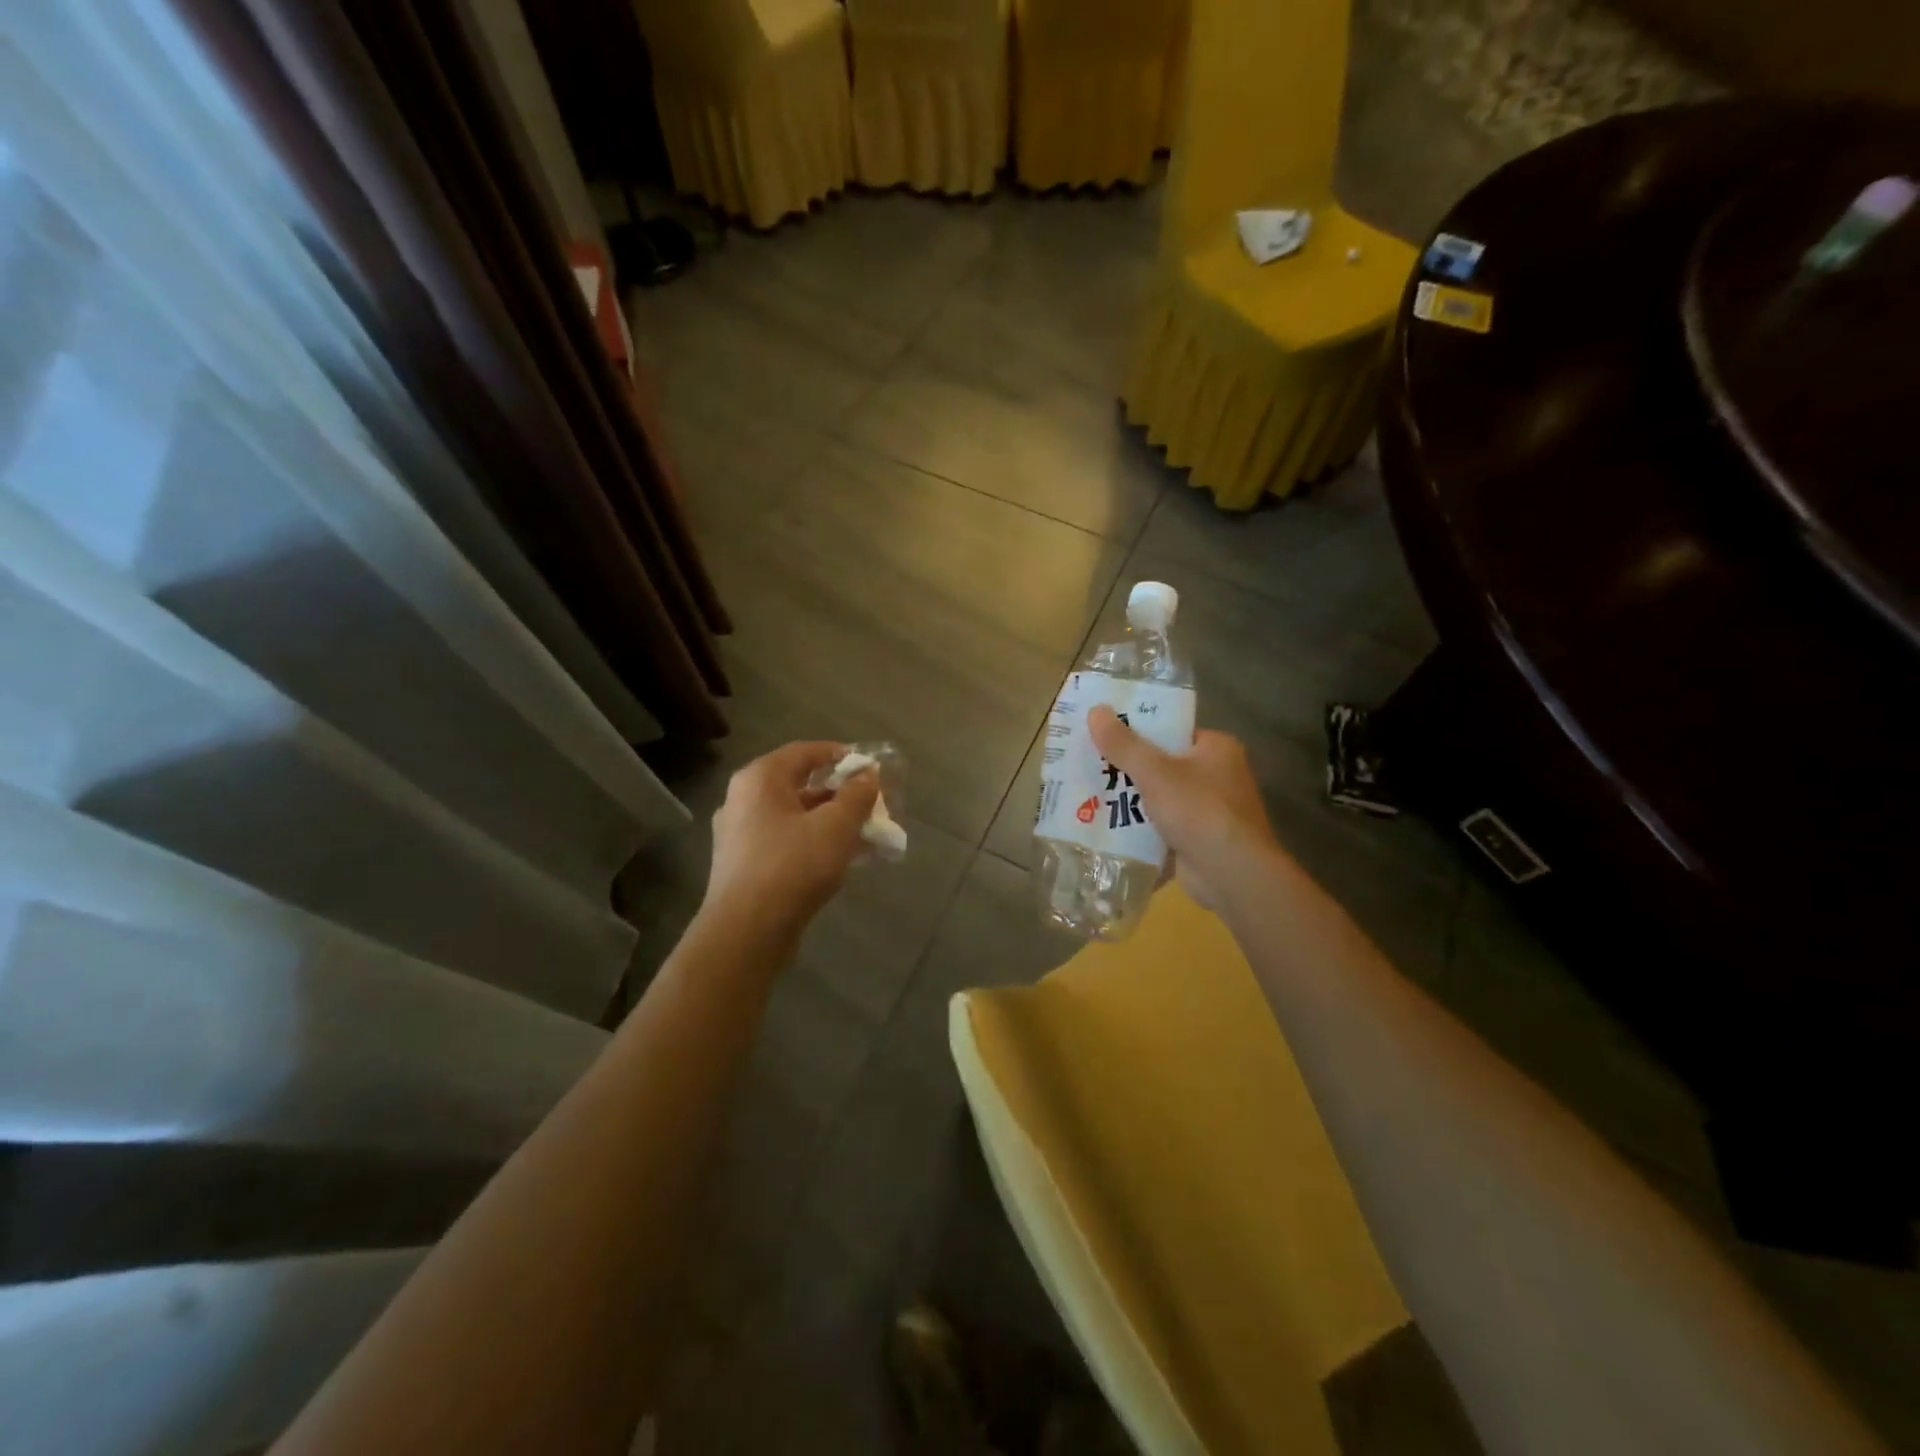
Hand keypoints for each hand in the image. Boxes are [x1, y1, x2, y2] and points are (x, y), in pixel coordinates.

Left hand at [703, 742, 879, 945]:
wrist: (746, 933)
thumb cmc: (792, 866)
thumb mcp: (836, 826)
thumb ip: (856, 796)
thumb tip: (868, 775)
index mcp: (759, 779)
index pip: (804, 751)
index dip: (839, 754)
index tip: (869, 767)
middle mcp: (742, 801)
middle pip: (799, 785)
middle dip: (840, 794)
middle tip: (871, 804)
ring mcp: (739, 836)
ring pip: (794, 818)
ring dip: (830, 822)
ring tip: (865, 835)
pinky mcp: (744, 867)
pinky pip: (786, 843)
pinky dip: (814, 844)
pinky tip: (842, 861)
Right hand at [1088, 706, 1280, 912]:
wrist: (1232, 875)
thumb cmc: (1199, 811)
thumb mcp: (1155, 772)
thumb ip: (1124, 744)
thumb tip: (1095, 710)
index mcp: (1216, 748)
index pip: (1171, 730)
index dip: (1136, 729)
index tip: (1102, 732)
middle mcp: (1217, 774)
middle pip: (1162, 763)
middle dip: (1127, 767)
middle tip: (1087, 763)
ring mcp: (1209, 809)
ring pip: (1159, 796)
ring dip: (1129, 799)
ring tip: (1087, 792)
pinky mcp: (1199, 838)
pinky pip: (1162, 824)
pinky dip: (1139, 826)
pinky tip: (1106, 825)